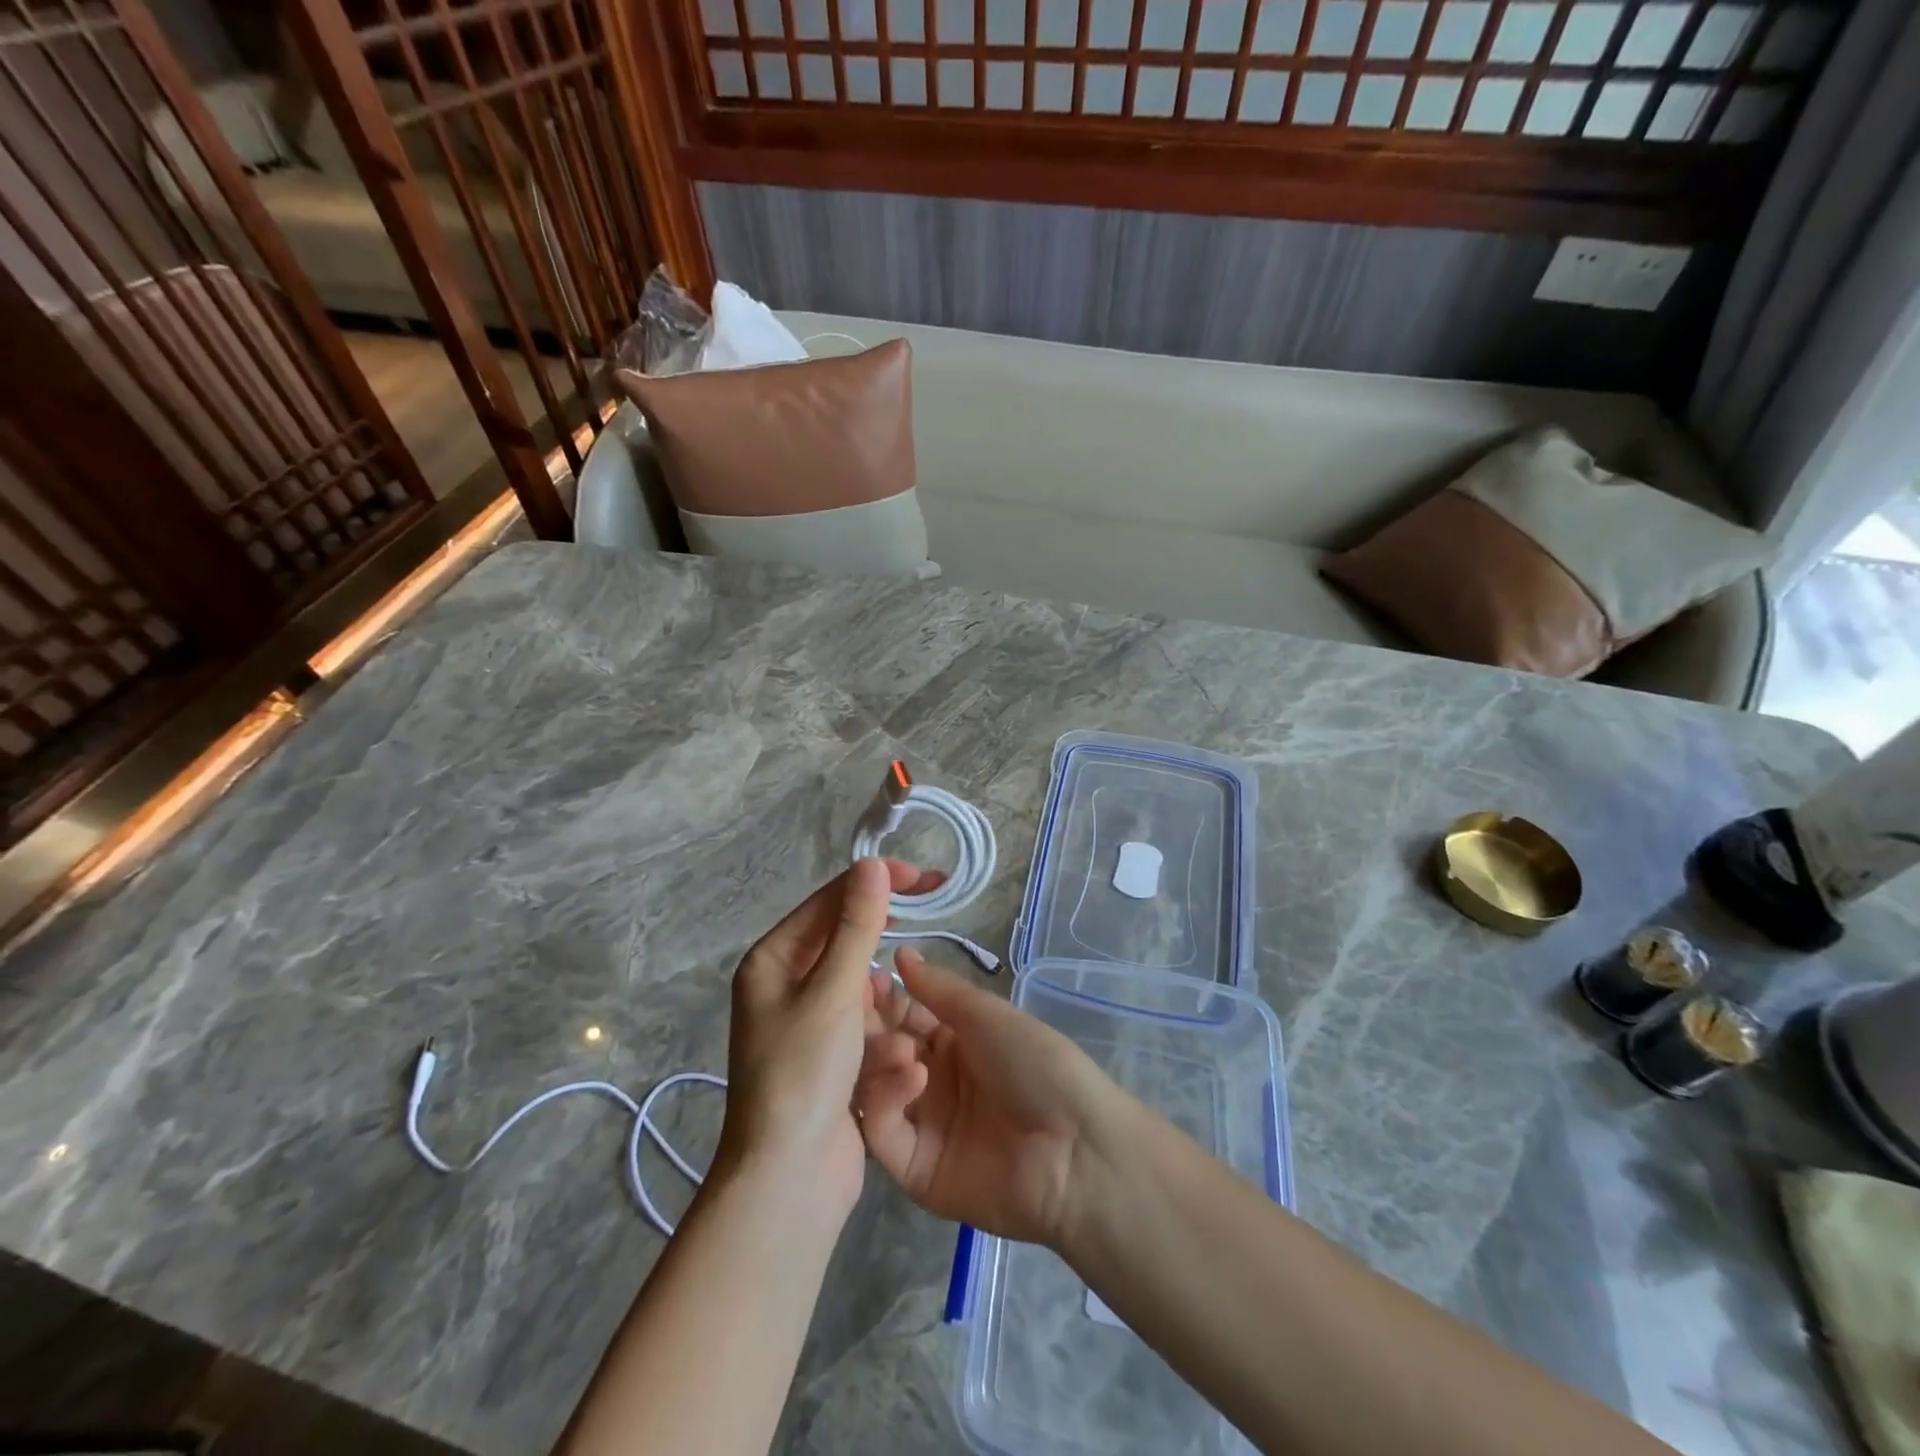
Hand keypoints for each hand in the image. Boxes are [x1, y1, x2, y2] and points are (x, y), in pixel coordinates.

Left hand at [714, 858, 939, 1229]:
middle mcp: (785, 985)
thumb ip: (856, 926)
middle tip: (936, 919)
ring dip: (888, 1014)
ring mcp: (808, 1024)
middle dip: (888, 946)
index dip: (877, 883)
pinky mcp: (830, 1059)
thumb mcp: (833, 992)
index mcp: (773, 961)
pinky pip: (867, 1031)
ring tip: (898, 1048)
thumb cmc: (803, 1076)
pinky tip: (897, 1076)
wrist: (786, 1186)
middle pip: (848, 944)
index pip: (830, 901)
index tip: (927, 879)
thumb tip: (871, 864)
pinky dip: (884, 1045)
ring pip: (865, 992)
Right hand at [855, 947, 1121, 1247]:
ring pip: (874, 1089)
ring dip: (879, 1060)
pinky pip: (882, 1133)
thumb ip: (938, 988)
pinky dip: (887, 1100)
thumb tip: (900, 951)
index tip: (862, 977)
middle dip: (870, 1027)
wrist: (1075, 1149)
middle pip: (883, 1051)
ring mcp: (922, 1127)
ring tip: (900, 1046)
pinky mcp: (914, 1171)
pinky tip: (913, 1078)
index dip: (883, 997)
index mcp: (954, 1043)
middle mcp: (933, 1082)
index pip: (903, 1016)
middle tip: (857, 1007)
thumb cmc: (1036, 1064)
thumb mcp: (987, 1015)